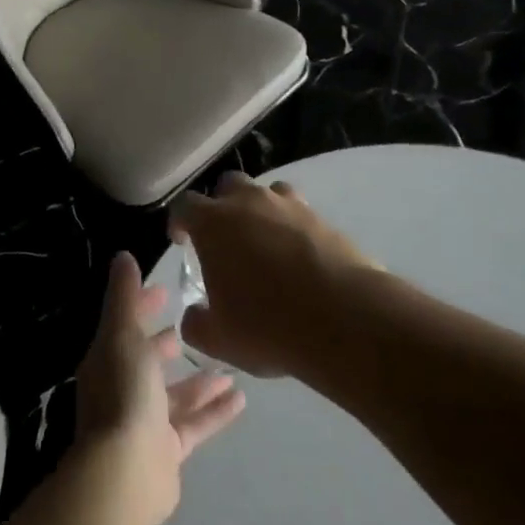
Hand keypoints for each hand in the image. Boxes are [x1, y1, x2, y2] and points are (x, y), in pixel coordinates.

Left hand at [74, 252, 244, 524]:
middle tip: (198, 324)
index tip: (166, 290)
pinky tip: (240, 399)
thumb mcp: (123, 334)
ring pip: (176, 395)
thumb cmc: (124, 392)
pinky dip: (214, 411)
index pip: (126, 325)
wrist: (125, 471)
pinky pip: (195, 425)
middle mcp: (123, 389)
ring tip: (230, 364)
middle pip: (148, 361)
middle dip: (168, 343)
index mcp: (108, 360)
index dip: (143, 306)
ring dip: (200, 380)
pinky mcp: (167, 451)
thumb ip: (124, 296)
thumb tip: (122, 256)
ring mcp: (145, 422)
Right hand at [171, 171, 378, 377]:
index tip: (181, 241)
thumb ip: (196, 323)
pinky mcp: (324, 219)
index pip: (185, 206)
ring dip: (260, 211)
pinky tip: (298, 257)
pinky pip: (300, 213)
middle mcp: (249, 202)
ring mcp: (290, 206)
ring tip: (264, 243)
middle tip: (224, 238)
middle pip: (228, 186)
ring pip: (267, 193)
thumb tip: (194, 316)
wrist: (345, 319)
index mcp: (214, 223)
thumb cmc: (268, 325)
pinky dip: (293, 228)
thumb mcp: (218, 339)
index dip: (179, 221)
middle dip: (221, 206)